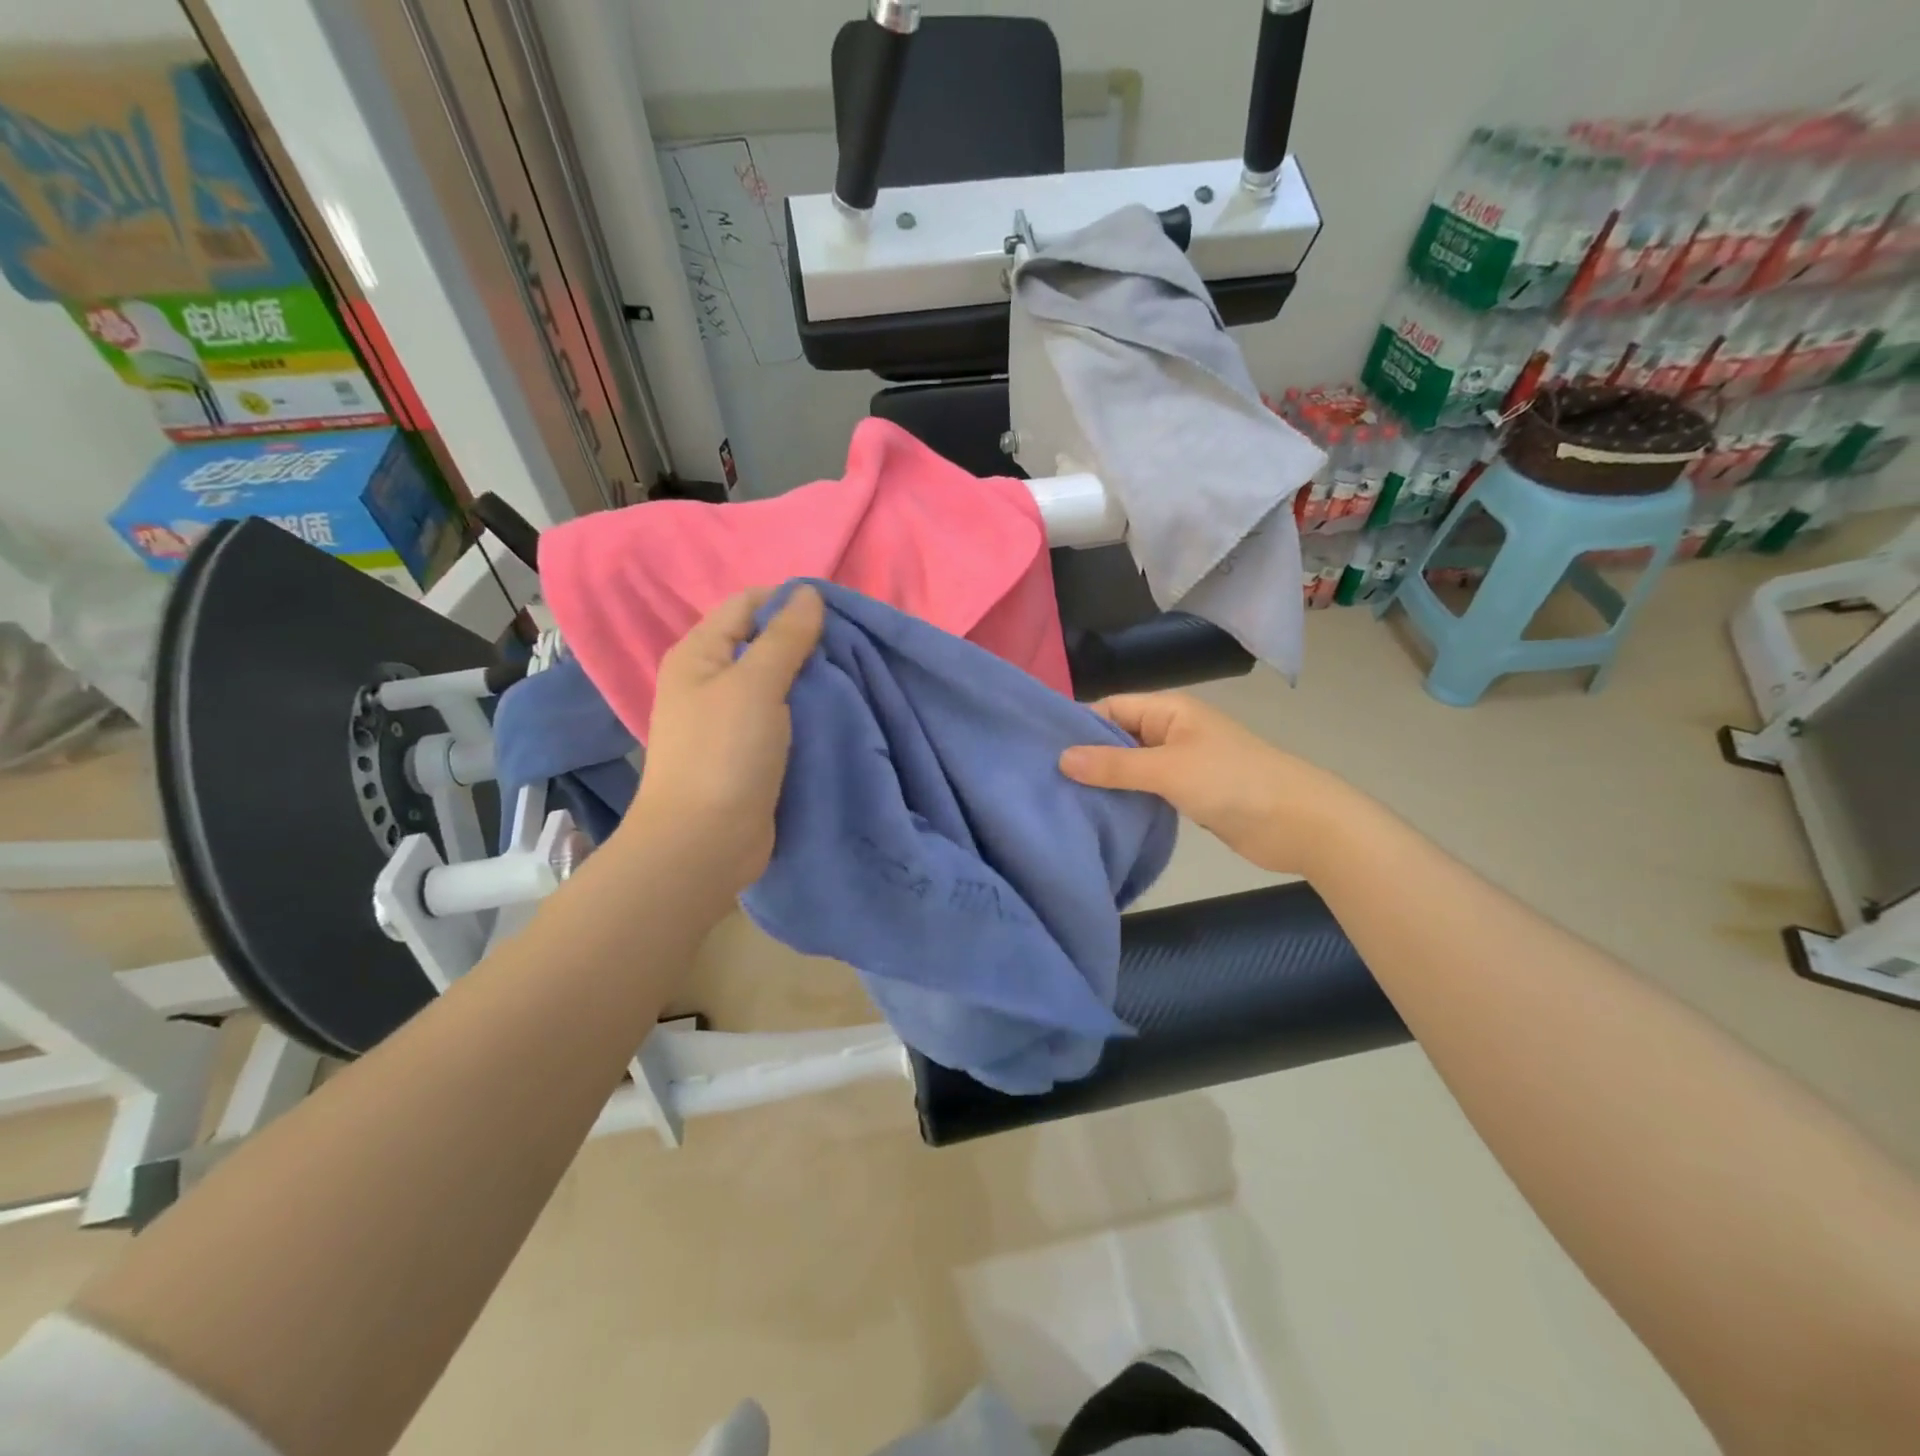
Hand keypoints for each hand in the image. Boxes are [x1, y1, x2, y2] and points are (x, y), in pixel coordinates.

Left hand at [624, 585, 824, 895]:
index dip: (791, 602)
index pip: (748, 605)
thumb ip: (784, 637)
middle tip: (854, 647)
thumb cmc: (724, 754)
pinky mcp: (749, 751)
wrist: (704, 843)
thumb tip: (808, 592)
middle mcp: (710, 680)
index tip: (840, 614)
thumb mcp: (755, 685)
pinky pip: (783, 716)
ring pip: (778, 681)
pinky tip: (839, 710)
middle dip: (808, 641)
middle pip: (764, 642)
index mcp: (700, 653)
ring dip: (812, 678)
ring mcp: (729, 718)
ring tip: (854, 676)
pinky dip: (808, 710)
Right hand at [1058, 691, 1361, 878]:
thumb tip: (1061, 758)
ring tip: (1058, 799)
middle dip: (1085, 756)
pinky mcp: (1186, 793)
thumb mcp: (1167, 769)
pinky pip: (1144, 790)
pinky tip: (1095, 815)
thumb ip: (1114, 766)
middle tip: (1040, 780)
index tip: (1037, 749)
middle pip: (1116, 737)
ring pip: (1129, 767)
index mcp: (1168, 710)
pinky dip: (1123, 799)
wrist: (1297, 823)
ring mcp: (1179, 764)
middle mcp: (1170, 731)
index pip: (1109, 708)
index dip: (1076, 725)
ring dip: (1103, 781)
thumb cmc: (1232, 782)